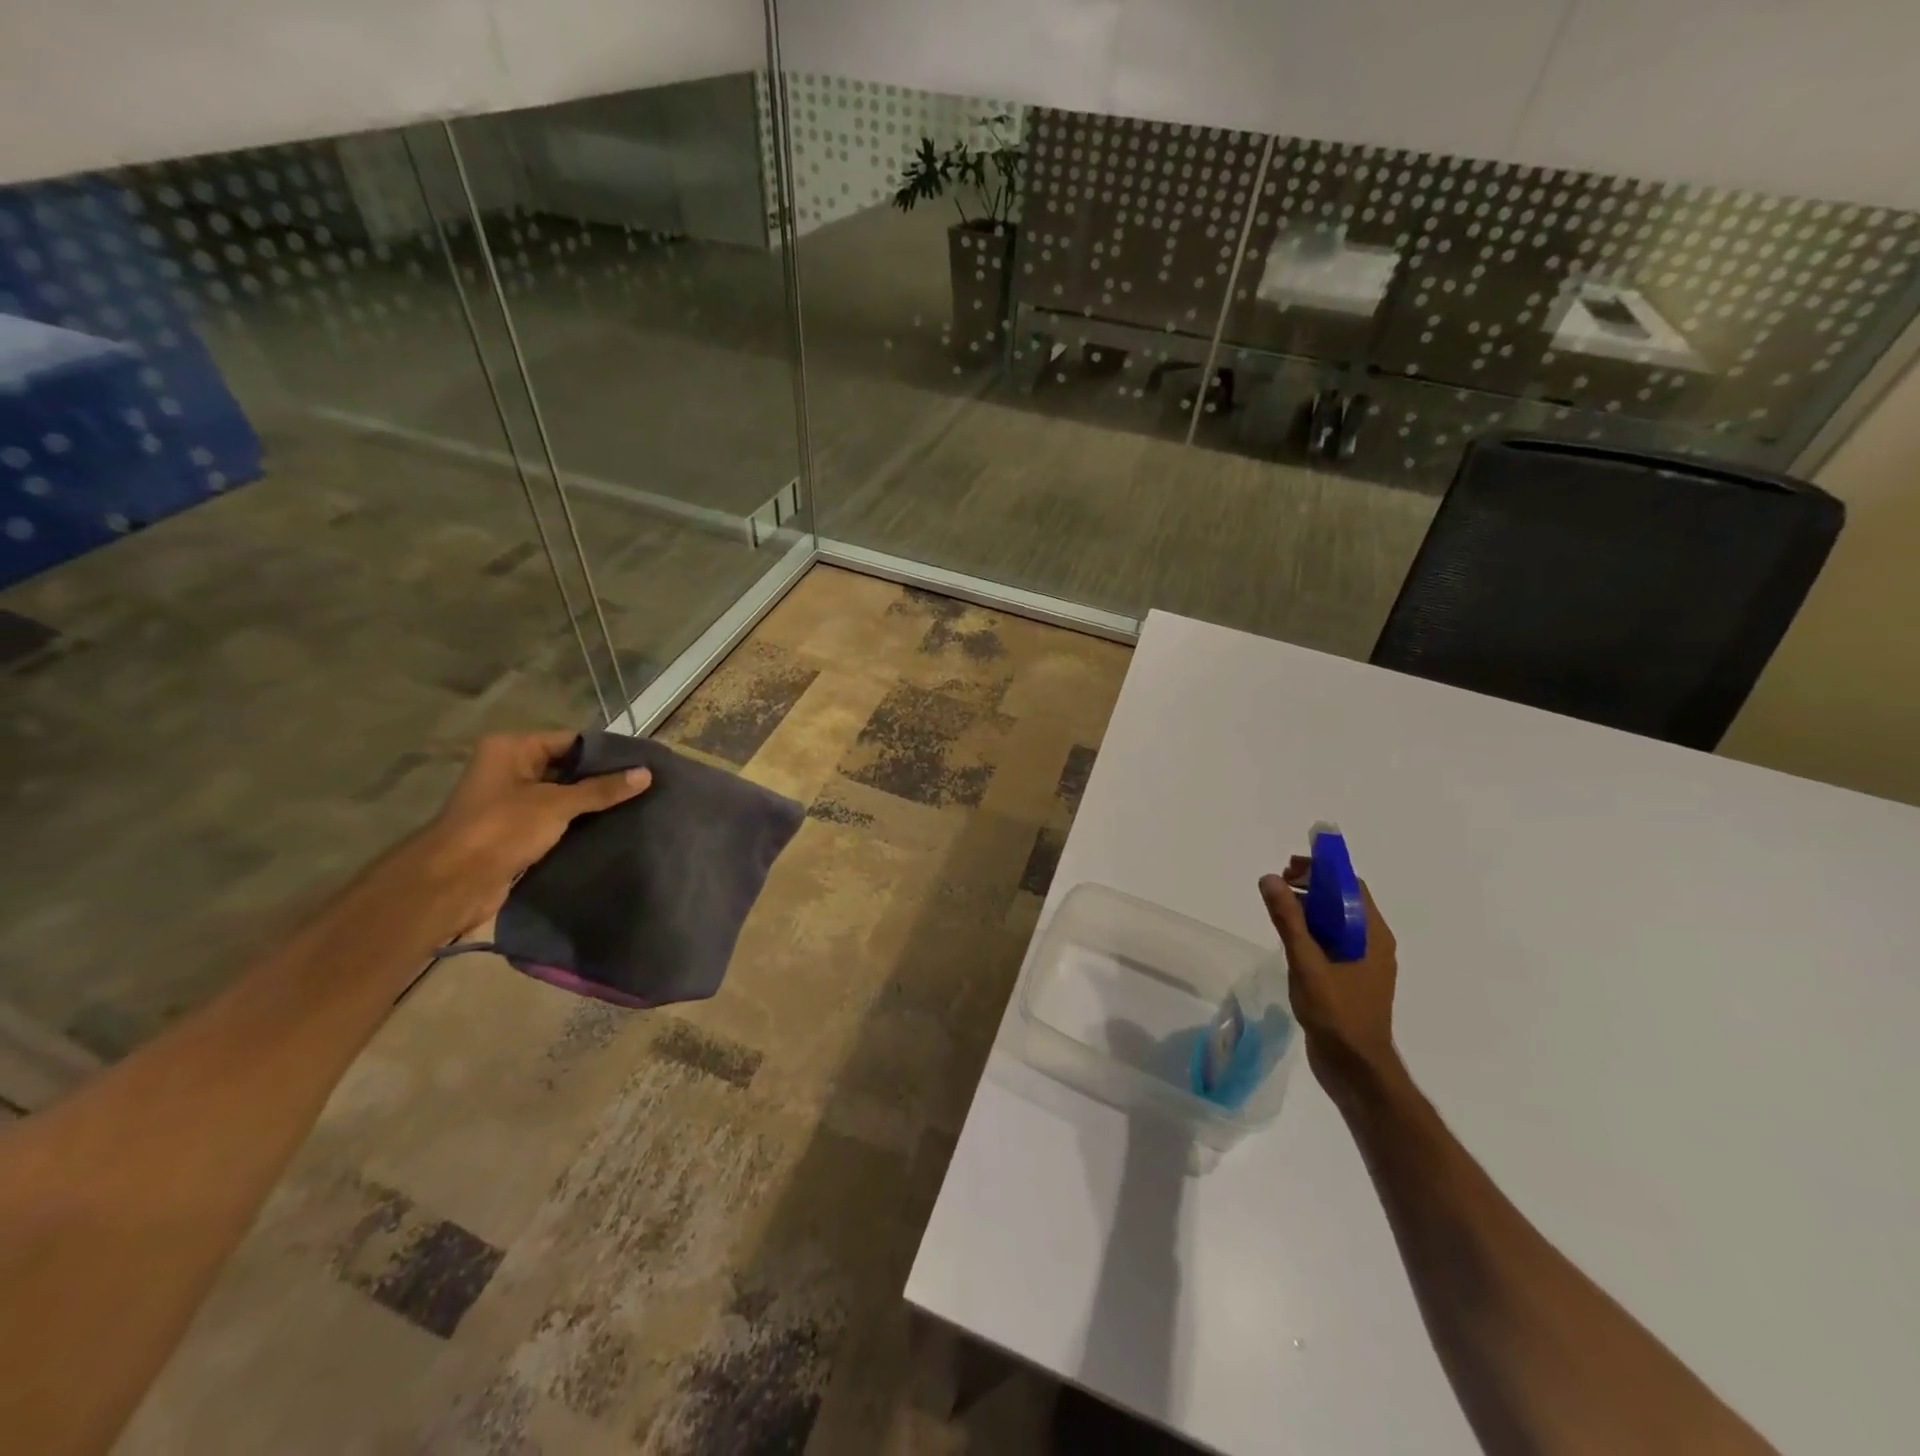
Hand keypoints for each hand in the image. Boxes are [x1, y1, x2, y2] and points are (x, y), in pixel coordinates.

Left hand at [421, 732, 651, 927]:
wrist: (453, 884)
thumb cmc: (501, 829)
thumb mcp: (557, 804)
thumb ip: (602, 789)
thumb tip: (646, 774)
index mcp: (512, 749)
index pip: (571, 741)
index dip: (607, 753)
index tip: (643, 764)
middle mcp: (509, 768)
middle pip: (568, 768)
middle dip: (603, 779)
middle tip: (645, 786)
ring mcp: (510, 801)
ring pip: (563, 796)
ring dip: (591, 804)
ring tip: (636, 806)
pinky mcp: (515, 830)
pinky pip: (555, 819)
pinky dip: (578, 823)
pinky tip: (610, 828)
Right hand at [1259, 858, 1398, 1099]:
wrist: (1356, 1069)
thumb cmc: (1337, 1013)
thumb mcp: (1307, 962)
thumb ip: (1288, 920)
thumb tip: (1270, 879)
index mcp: (1372, 935)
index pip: (1351, 886)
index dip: (1321, 870)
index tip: (1289, 868)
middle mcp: (1373, 944)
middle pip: (1343, 901)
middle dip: (1312, 887)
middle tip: (1277, 886)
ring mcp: (1363, 963)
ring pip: (1336, 923)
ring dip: (1309, 909)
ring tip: (1278, 909)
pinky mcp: (1351, 980)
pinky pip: (1332, 943)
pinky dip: (1311, 932)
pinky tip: (1289, 940)